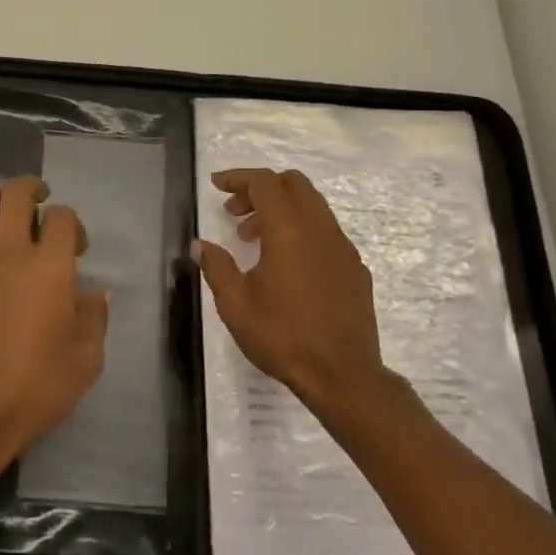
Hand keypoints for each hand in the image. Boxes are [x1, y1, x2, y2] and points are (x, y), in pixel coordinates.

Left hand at [0, 176, 108, 457]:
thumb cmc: (34, 388)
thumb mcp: (85, 361)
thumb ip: (94, 319)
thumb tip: (97, 293)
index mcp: (50, 267)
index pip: (62, 217)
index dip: (72, 223)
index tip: (76, 248)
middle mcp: (9, 252)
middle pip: (17, 193)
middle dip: (33, 189)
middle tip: (40, 202)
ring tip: (7, 212)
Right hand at [194, 167, 387, 414]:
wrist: (344, 376)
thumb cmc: (283, 337)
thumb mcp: (236, 305)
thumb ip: (217, 267)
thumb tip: (201, 245)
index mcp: (289, 230)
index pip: (265, 182)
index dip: (238, 178)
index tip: (216, 185)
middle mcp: (320, 229)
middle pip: (293, 184)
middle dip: (261, 188)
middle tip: (235, 212)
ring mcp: (343, 247)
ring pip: (312, 206)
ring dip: (281, 209)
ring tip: (254, 240)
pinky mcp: (355, 268)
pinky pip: (326, 231)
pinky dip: (302, 230)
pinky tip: (287, 265)